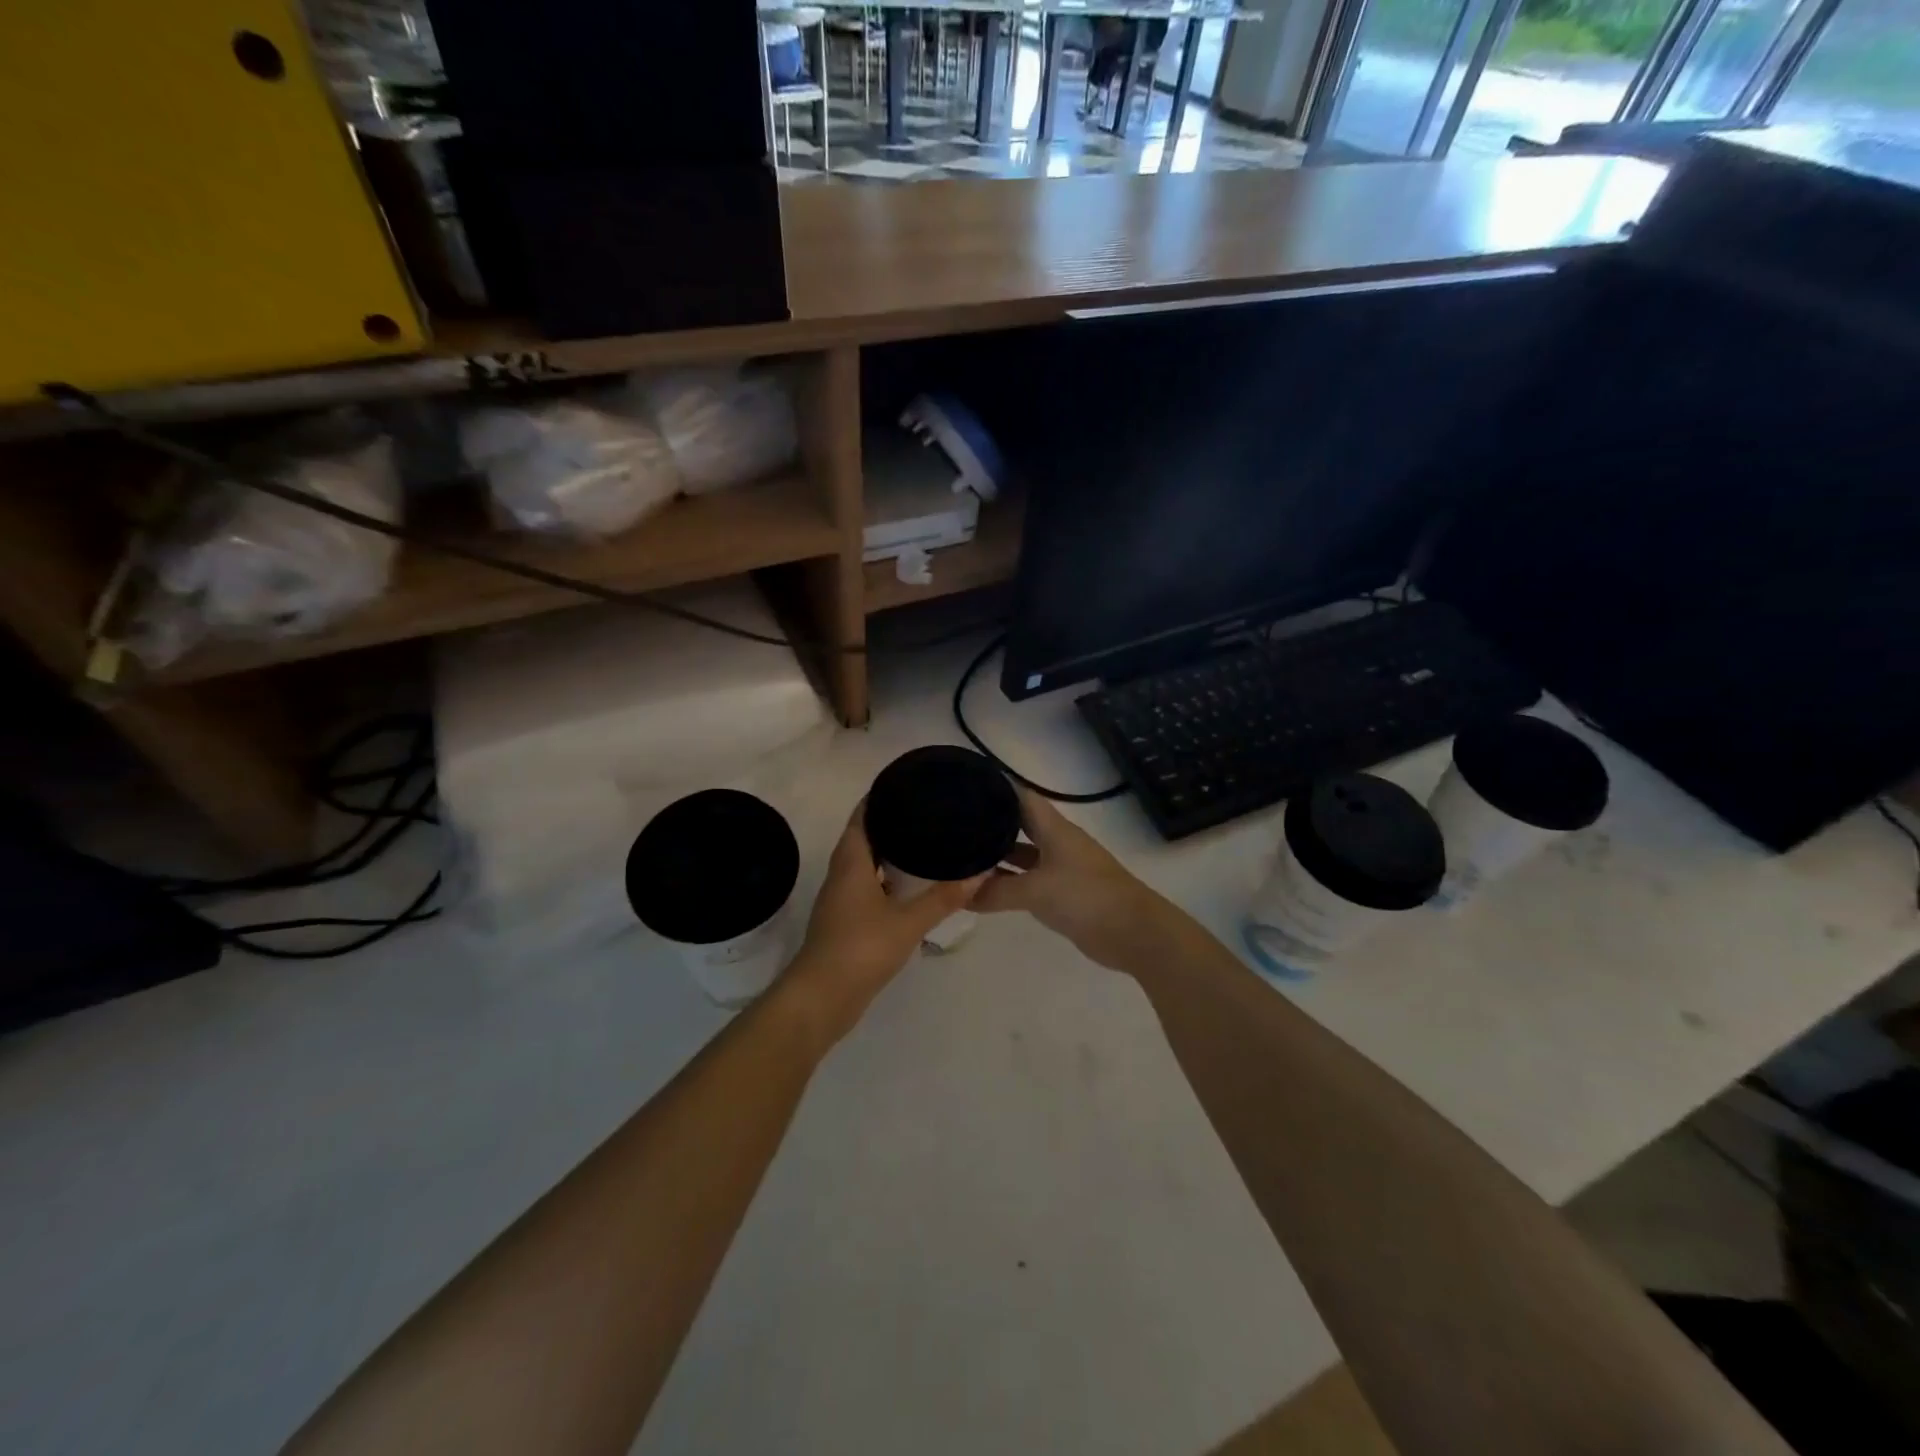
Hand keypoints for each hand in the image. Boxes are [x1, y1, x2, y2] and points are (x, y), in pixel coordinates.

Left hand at [779, 803, 987, 1047]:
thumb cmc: (861, 949)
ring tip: (924, 842)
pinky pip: (866, 886)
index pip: (862, 816)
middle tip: (926, 812)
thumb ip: (943, 897)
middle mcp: (842, 874)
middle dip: (890, 822)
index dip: (881, 797)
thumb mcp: (908, 922)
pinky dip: (886, 879)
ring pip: (865, 863)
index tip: (908, 784)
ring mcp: (841, 899)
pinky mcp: (845, 921)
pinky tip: (910, 887)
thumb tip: (980, 872)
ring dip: (888, 852)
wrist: (821, 998)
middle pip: (863, 836)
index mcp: (851, 862)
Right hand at [973, 788, 1179, 972]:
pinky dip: (1009, 882)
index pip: (1020, 797)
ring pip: (1023, 854)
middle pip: (1020, 824)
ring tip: (962, 855)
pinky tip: (986, 890)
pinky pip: (1029, 880)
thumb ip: (997, 891)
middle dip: (990, 823)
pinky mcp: (1064, 893)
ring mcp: (1061, 868)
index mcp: (1054, 828)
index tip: (965, 786)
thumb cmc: (1085, 897)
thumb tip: (960, 895)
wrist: (1133, 932)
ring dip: (998, 856)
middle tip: (954, 824)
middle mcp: (1056, 842)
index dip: (995, 788)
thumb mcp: (1036, 891)